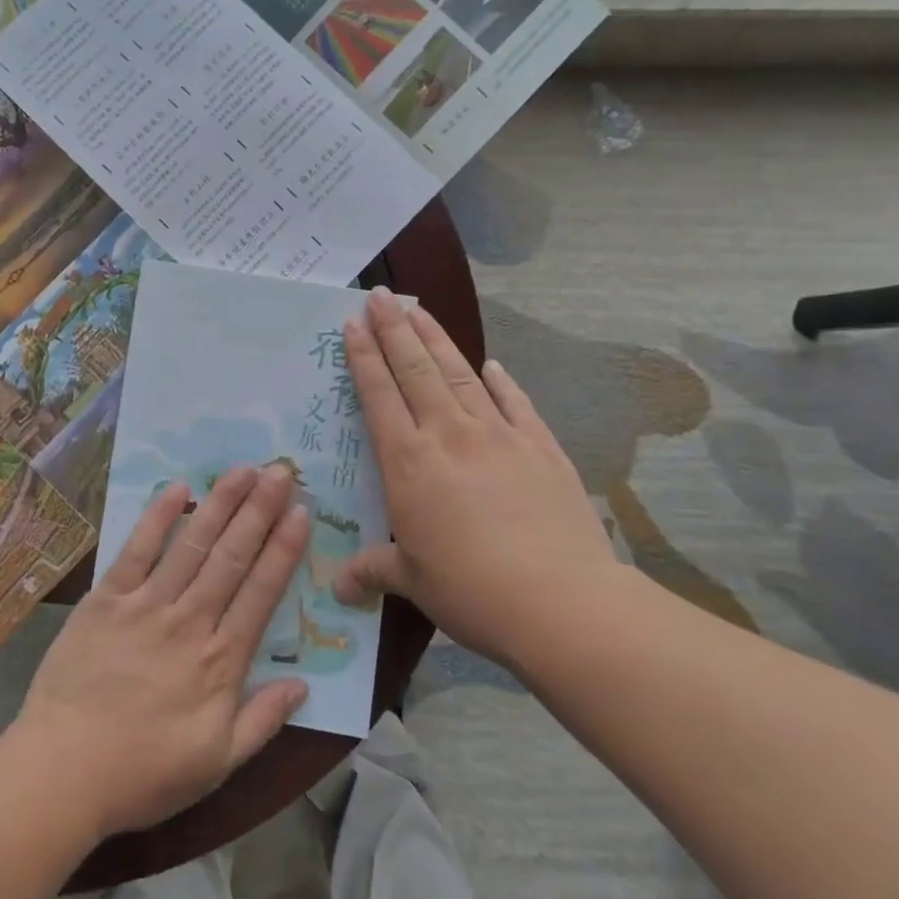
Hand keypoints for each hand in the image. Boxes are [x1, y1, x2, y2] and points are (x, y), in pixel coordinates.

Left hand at [9, 466, 311, 838]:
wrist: (63, 773)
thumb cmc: (143, 774)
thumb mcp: (217, 764)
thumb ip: (263, 721)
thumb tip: (304, 684)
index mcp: (221, 661)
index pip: (262, 592)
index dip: (284, 549)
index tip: (302, 511)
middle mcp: (190, 621)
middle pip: (232, 556)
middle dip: (260, 510)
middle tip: (281, 470)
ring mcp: (147, 605)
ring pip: (192, 545)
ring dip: (220, 504)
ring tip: (243, 469)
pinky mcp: (107, 599)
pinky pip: (137, 550)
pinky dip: (158, 518)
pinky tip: (178, 489)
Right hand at [333, 288, 619, 668]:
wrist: (562, 602)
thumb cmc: (472, 590)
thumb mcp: (413, 581)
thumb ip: (373, 570)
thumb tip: (337, 586)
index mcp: (410, 462)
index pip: (379, 395)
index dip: (364, 356)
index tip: (352, 323)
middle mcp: (449, 434)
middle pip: (416, 369)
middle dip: (395, 329)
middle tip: (381, 296)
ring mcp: (499, 435)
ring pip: (460, 374)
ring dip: (436, 339)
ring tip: (420, 310)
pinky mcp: (540, 447)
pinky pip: (515, 402)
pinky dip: (502, 381)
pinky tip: (493, 364)